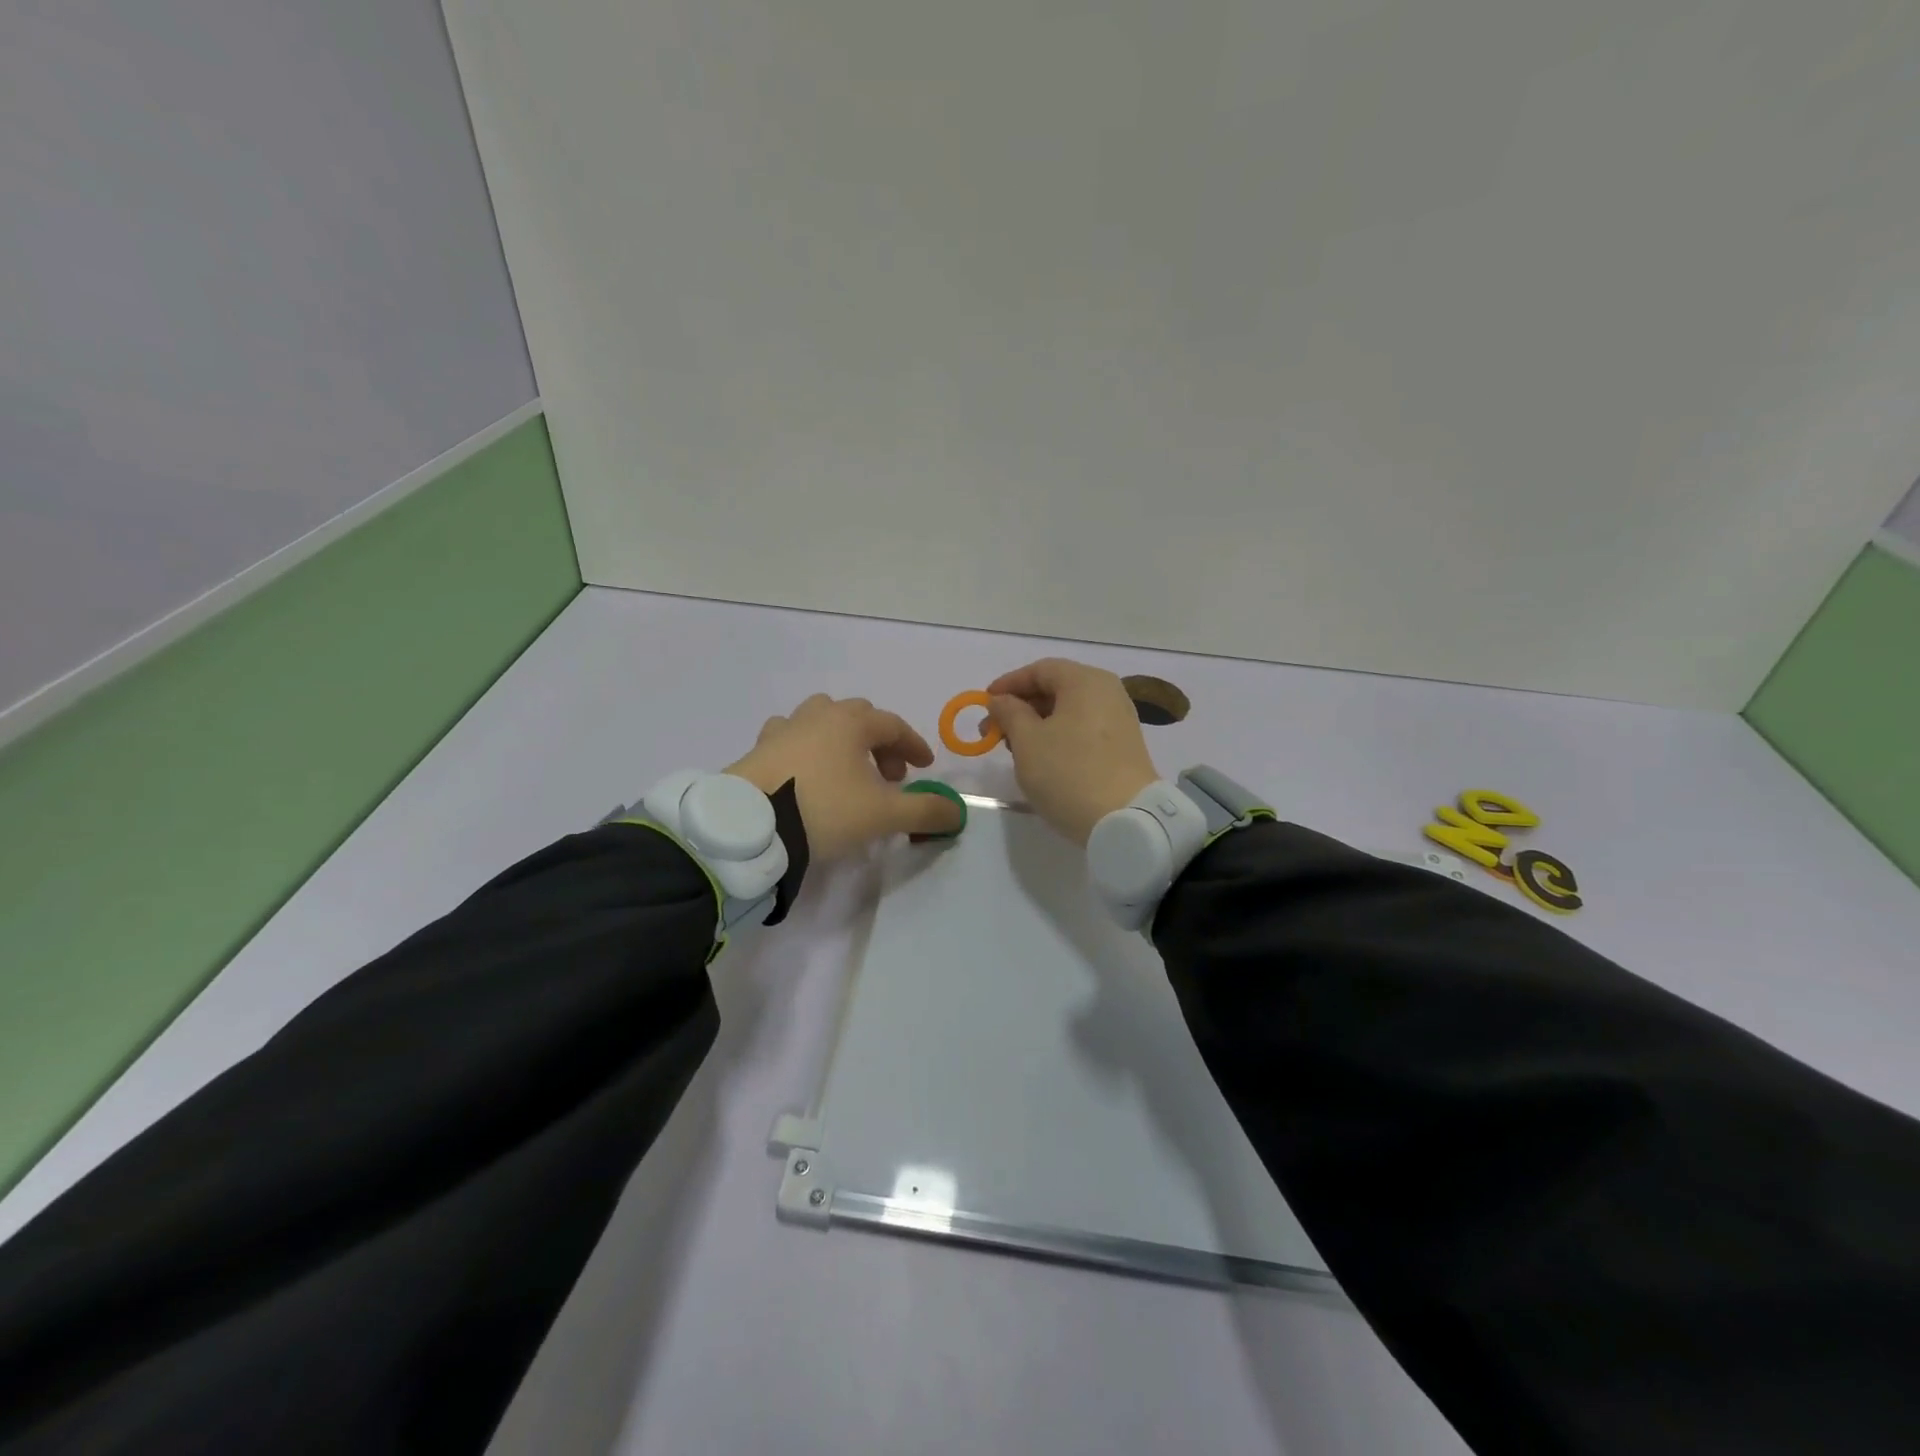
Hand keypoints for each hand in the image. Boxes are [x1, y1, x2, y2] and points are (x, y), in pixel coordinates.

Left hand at [726, 694, 963, 861]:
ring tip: (846, 770)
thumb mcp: (883, 815)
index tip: (925, 768)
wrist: (750, 826)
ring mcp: (782, 729)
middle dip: (879, 742)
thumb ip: (925, 811)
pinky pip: (789, 738)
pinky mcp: (757, 749)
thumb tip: (957, 812)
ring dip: (841, 739)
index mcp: (850, 722)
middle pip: (858, 716)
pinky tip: (805, 772)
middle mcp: (816, 716)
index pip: (892, 725)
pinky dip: (806, 749)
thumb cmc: (824, 810)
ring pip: (820, 719)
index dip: (913, 745)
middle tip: (889, 775)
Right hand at [986, 659, 1159, 844]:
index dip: (1009, 683)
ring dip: (1037, 724)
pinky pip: (1083, 730)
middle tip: (994, 730)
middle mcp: (1108, 692)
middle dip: (1021, 707)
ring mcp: (1119, 720)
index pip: (1040, 670)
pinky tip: (1042, 759)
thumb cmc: (1069, 772)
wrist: (1126, 821)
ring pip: (1069, 711)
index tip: (985, 703)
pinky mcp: (1123, 747)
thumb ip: (1009, 713)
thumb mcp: (1027, 741)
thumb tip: (1001, 700)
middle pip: (1056, 688)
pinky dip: (1058, 737)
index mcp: (1086, 681)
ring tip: (1014, 748)